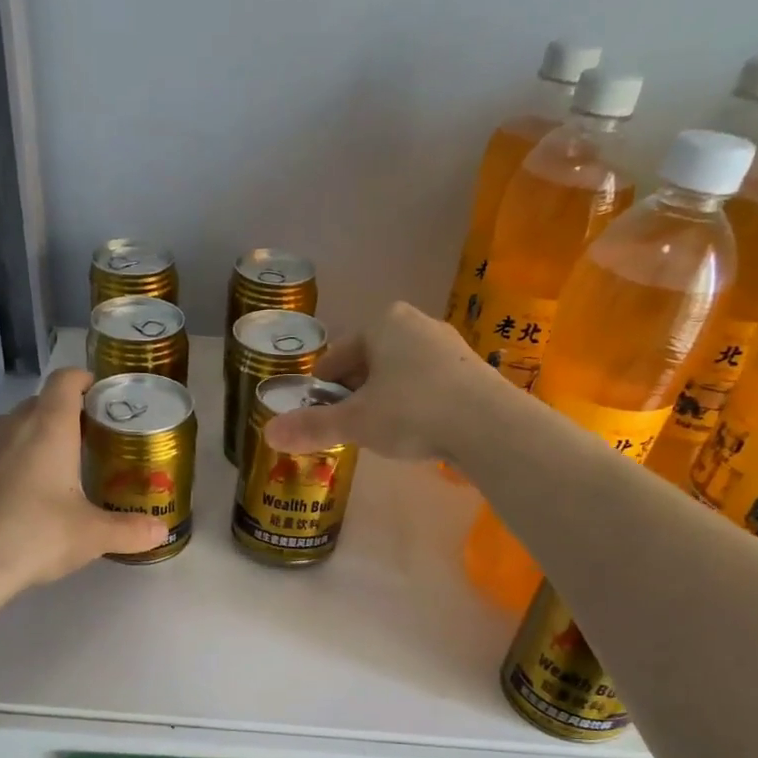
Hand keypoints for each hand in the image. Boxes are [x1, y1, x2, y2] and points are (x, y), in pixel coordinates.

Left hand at [0, 368, 166, 585]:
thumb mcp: (93, 536)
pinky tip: (12, 502)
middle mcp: (10, 427)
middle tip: (85, 445)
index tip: (99, 396)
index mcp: (48, 427)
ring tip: (49, 473)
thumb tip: (160, 532)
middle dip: (63, 416)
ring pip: (10, 430)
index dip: (84, 380)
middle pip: (39, 404)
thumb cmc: (37, 535)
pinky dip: (3, 468)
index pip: (65, 381)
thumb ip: (130, 530)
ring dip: (31, 441)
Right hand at [263, 302, 488, 459]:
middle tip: (348, 431)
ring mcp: (447, 346)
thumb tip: (268, 434)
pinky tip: (416, 433)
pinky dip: (413, 406)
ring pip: (398, 376)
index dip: (322, 392)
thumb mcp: (356, 422)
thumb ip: (313, 427)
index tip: (320, 420)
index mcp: (382, 322)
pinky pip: (426, 387)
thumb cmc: (412, 411)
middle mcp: (415, 324)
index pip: (336, 358)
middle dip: (354, 397)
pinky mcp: (470, 371)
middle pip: (367, 365)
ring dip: (383, 402)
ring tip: (380, 435)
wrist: (489, 426)